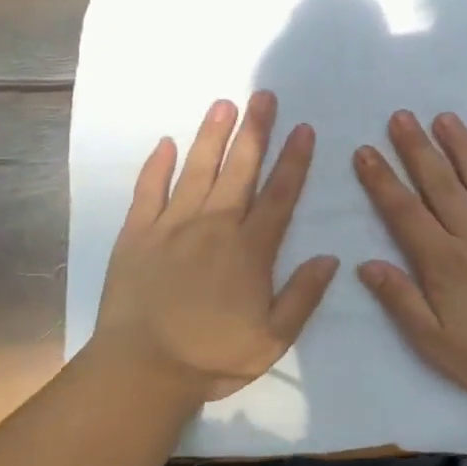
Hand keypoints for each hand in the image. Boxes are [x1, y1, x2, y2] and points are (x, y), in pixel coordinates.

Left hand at [93, 92, 339, 406]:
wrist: (141, 370)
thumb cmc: (211, 356)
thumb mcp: (272, 340)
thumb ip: (303, 296)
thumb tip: (330, 257)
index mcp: (250, 250)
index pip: (279, 195)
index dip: (294, 160)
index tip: (304, 129)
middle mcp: (214, 225)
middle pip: (240, 169)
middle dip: (255, 130)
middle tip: (263, 95)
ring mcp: (172, 225)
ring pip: (197, 169)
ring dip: (212, 135)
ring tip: (223, 104)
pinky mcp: (136, 233)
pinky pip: (148, 190)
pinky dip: (157, 165)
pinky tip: (166, 142)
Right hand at [354, 110, 466, 412]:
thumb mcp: (433, 342)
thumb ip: (400, 300)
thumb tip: (365, 264)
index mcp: (445, 261)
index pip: (405, 211)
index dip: (382, 180)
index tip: (365, 151)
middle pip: (441, 184)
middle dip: (417, 148)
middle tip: (401, 117)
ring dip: (462, 146)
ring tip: (445, 118)